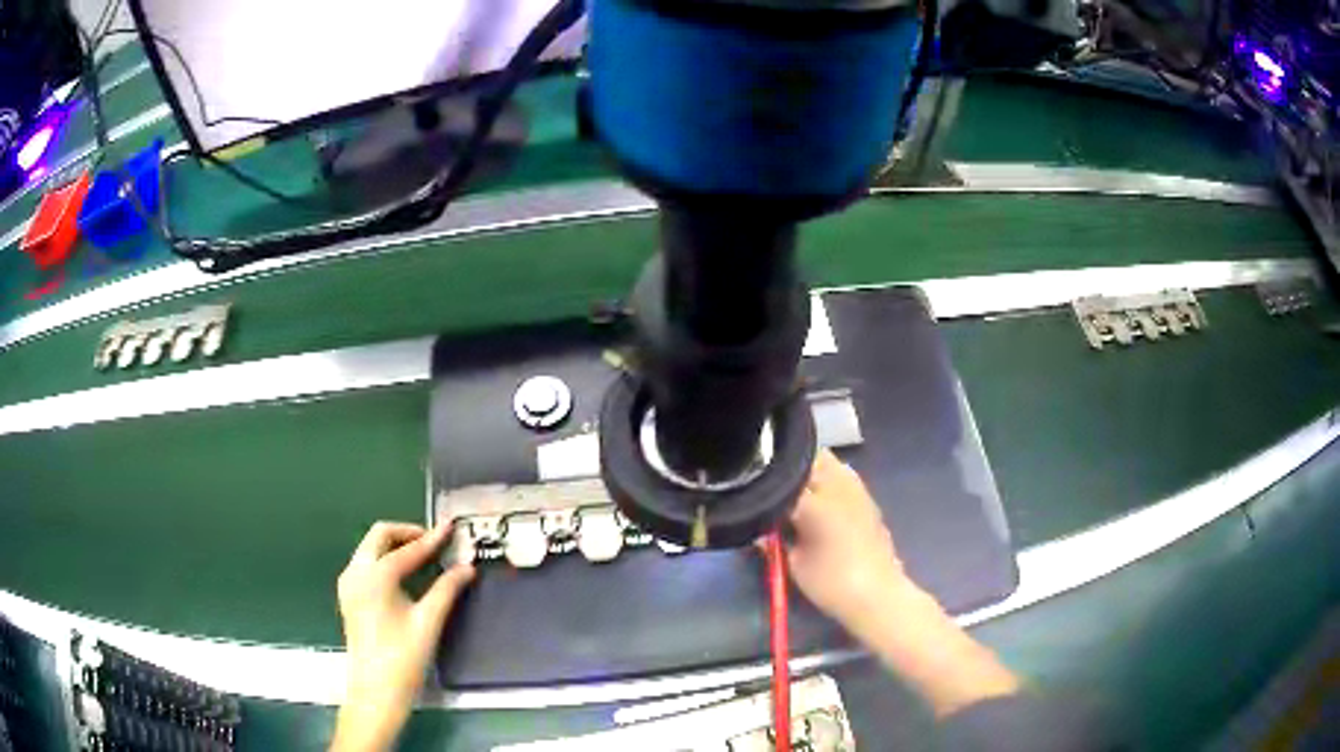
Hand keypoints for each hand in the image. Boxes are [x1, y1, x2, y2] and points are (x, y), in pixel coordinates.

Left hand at [332, 522, 475, 751]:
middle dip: (407, 534)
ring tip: (423, 557)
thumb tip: (467, 567)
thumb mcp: (429, 622)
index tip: (451, 528)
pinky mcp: (348, 597)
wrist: (375, 691)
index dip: (432, 539)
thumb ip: (447, 590)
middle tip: (435, 542)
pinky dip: (385, 559)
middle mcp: (356, 572)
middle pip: (379, 536)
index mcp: (375, 575)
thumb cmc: (403, 658)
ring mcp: (348, 584)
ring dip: (395, 546)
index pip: (408, 549)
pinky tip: (404, 575)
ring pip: (370, 548)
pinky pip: (365, 564)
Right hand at [781, 451, 1020, 717]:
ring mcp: (857, 489)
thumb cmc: (833, 584)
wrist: (879, 596)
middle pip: (808, 460)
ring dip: (811, 473)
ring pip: (828, 463)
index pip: (782, 479)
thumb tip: (764, 527)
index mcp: (815, 500)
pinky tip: (820, 501)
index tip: (756, 496)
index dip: (767, 486)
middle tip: (774, 493)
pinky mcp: (868, 498)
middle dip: (789, 472)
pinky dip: (828, 481)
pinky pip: (843, 475)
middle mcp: (837, 485)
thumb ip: (776, 540)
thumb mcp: (795, 565)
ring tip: (796, 495)